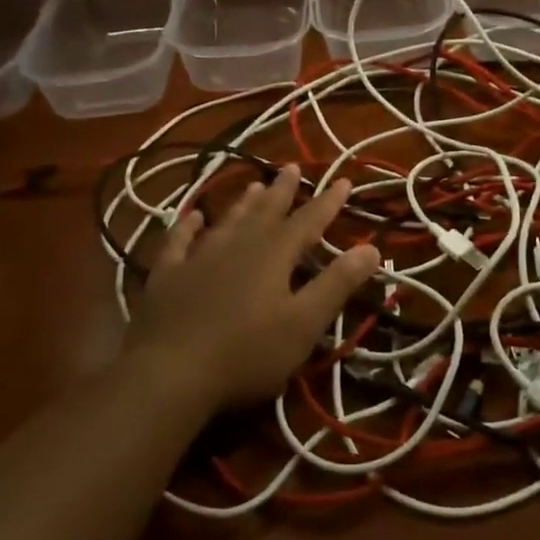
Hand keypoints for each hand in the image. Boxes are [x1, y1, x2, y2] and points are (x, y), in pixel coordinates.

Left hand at [127, 164, 382, 410]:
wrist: (169, 372)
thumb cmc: (247, 353)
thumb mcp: (303, 323)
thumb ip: (337, 284)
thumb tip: (372, 247)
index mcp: (274, 255)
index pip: (308, 221)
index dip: (328, 202)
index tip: (343, 180)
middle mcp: (238, 246)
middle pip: (266, 212)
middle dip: (283, 191)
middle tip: (292, 167)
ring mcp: (198, 258)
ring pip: (227, 221)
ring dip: (243, 203)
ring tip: (254, 185)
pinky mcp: (167, 275)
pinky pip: (178, 242)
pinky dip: (186, 227)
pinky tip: (191, 216)